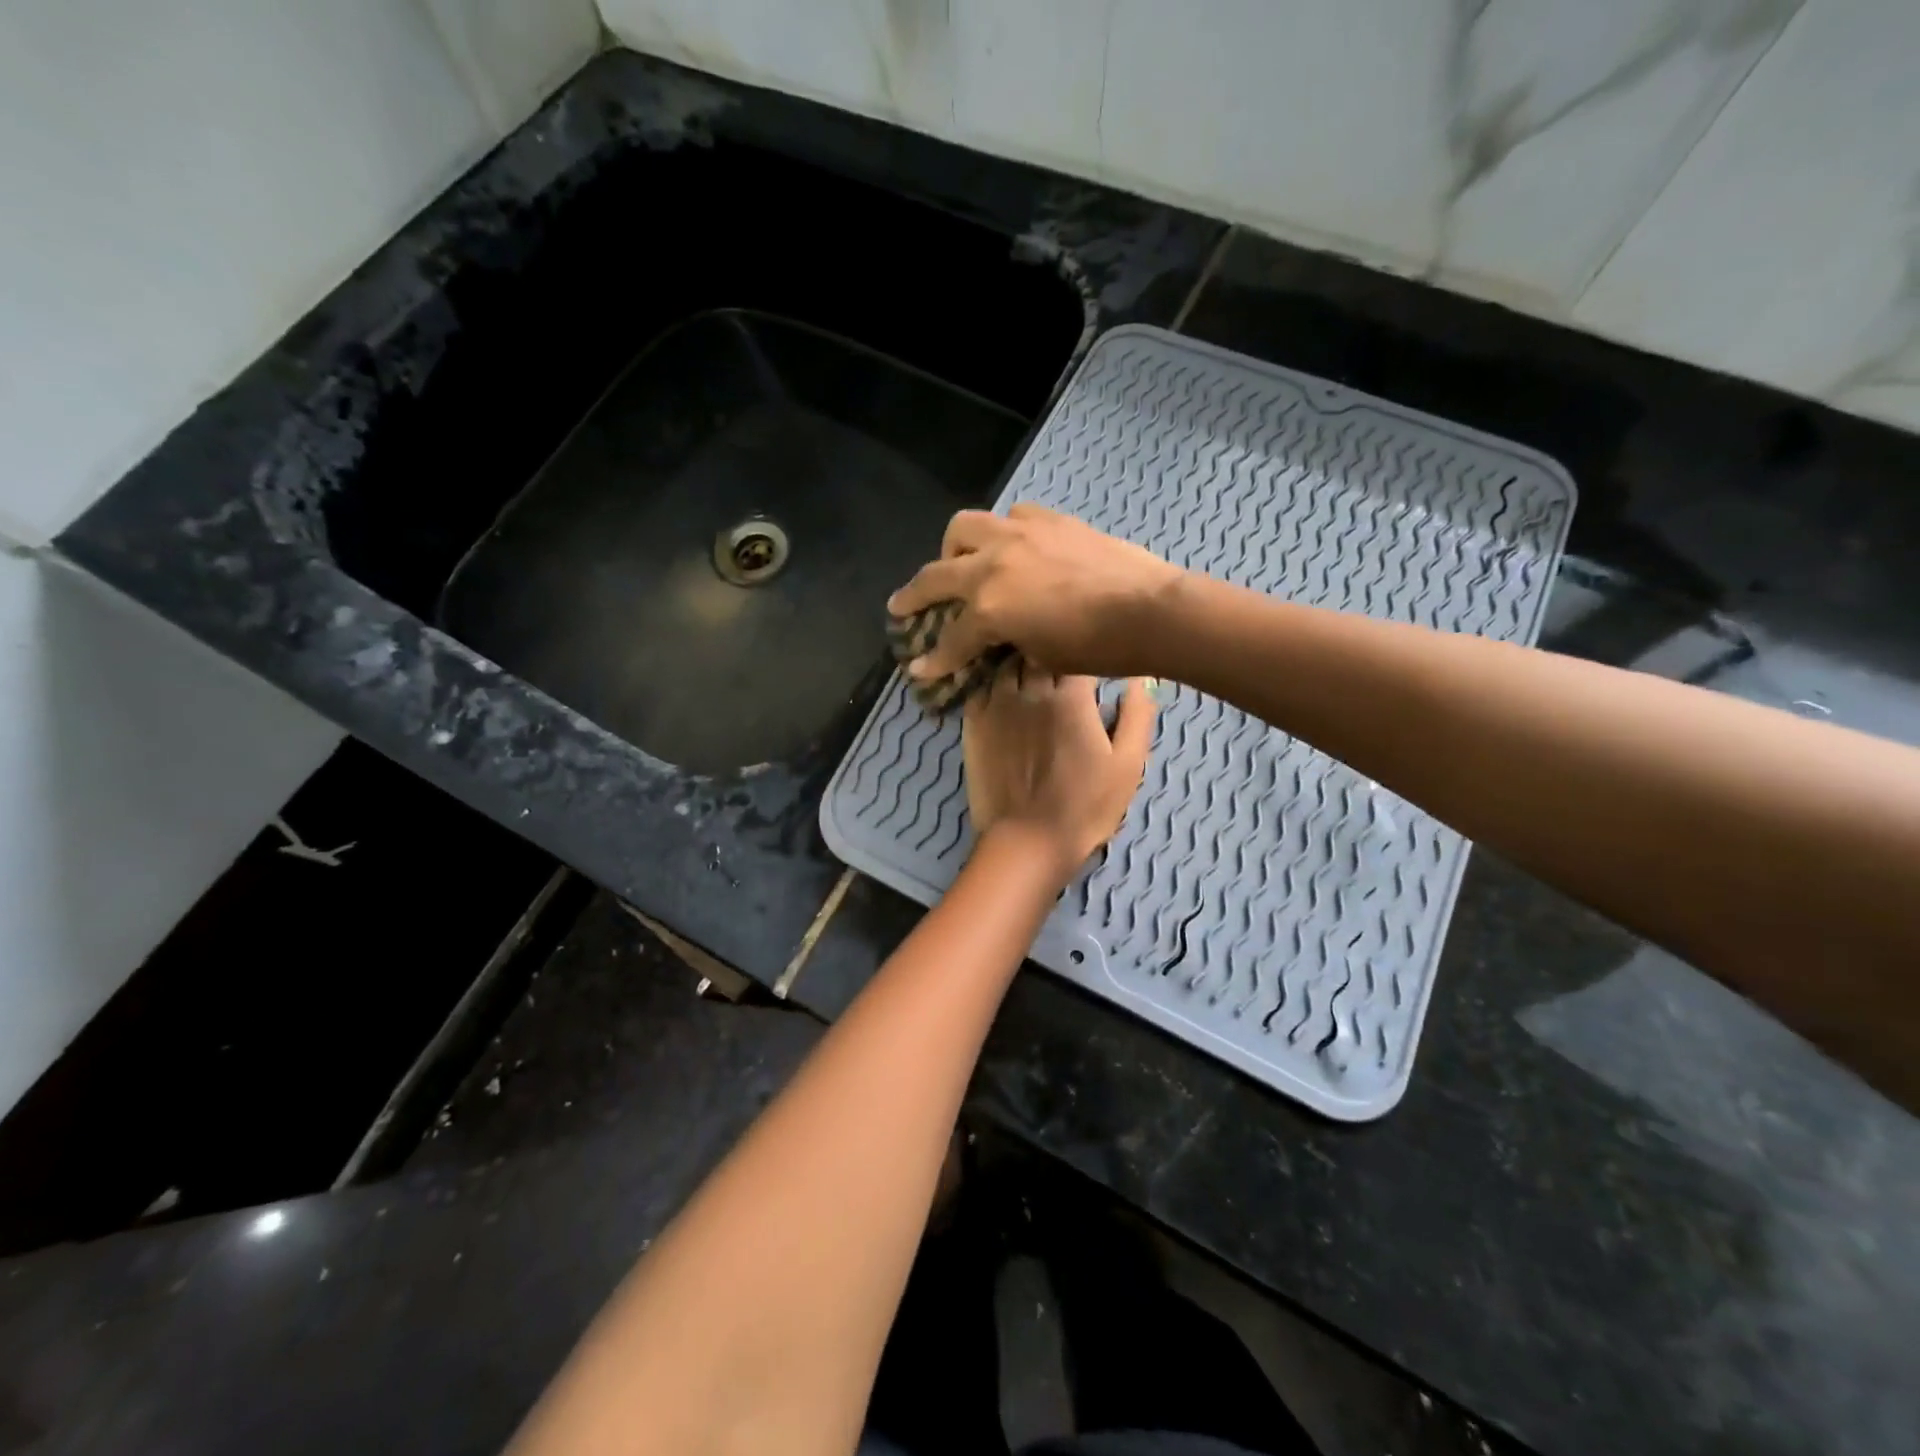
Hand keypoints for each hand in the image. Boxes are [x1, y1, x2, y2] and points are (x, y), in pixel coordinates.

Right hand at [888, 505, 1183, 682]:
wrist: (1152, 609)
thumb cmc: (1100, 647)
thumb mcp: (1043, 657)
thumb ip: (1009, 643)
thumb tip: (998, 639)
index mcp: (990, 607)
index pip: (951, 638)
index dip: (934, 660)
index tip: (920, 670)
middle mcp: (993, 564)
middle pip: (937, 574)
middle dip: (914, 595)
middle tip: (901, 606)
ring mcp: (1020, 534)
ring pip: (965, 527)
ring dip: (953, 549)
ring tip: (958, 564)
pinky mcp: (1049, 519)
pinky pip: (1009, 516)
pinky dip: (999, 533)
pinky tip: (1011, 548)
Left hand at [962, 669, 1157, 882]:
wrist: (1027, 841)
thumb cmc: (1085, 807)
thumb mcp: (1128, 765)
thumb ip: (1137, 715)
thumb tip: (1139, 678)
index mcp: (1071, 697)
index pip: (1077, 650)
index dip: (1084, 650)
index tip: (1090, 658)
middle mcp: (1030, 691)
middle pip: (1038, 650)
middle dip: (1049, 650)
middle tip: (1058, 661)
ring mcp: (996, 705)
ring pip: (1007, 664)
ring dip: (1019, 662)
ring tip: (1029, 670)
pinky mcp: (973, 724)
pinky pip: (981, 687)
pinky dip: (992, 683)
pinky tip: (1002, 692)